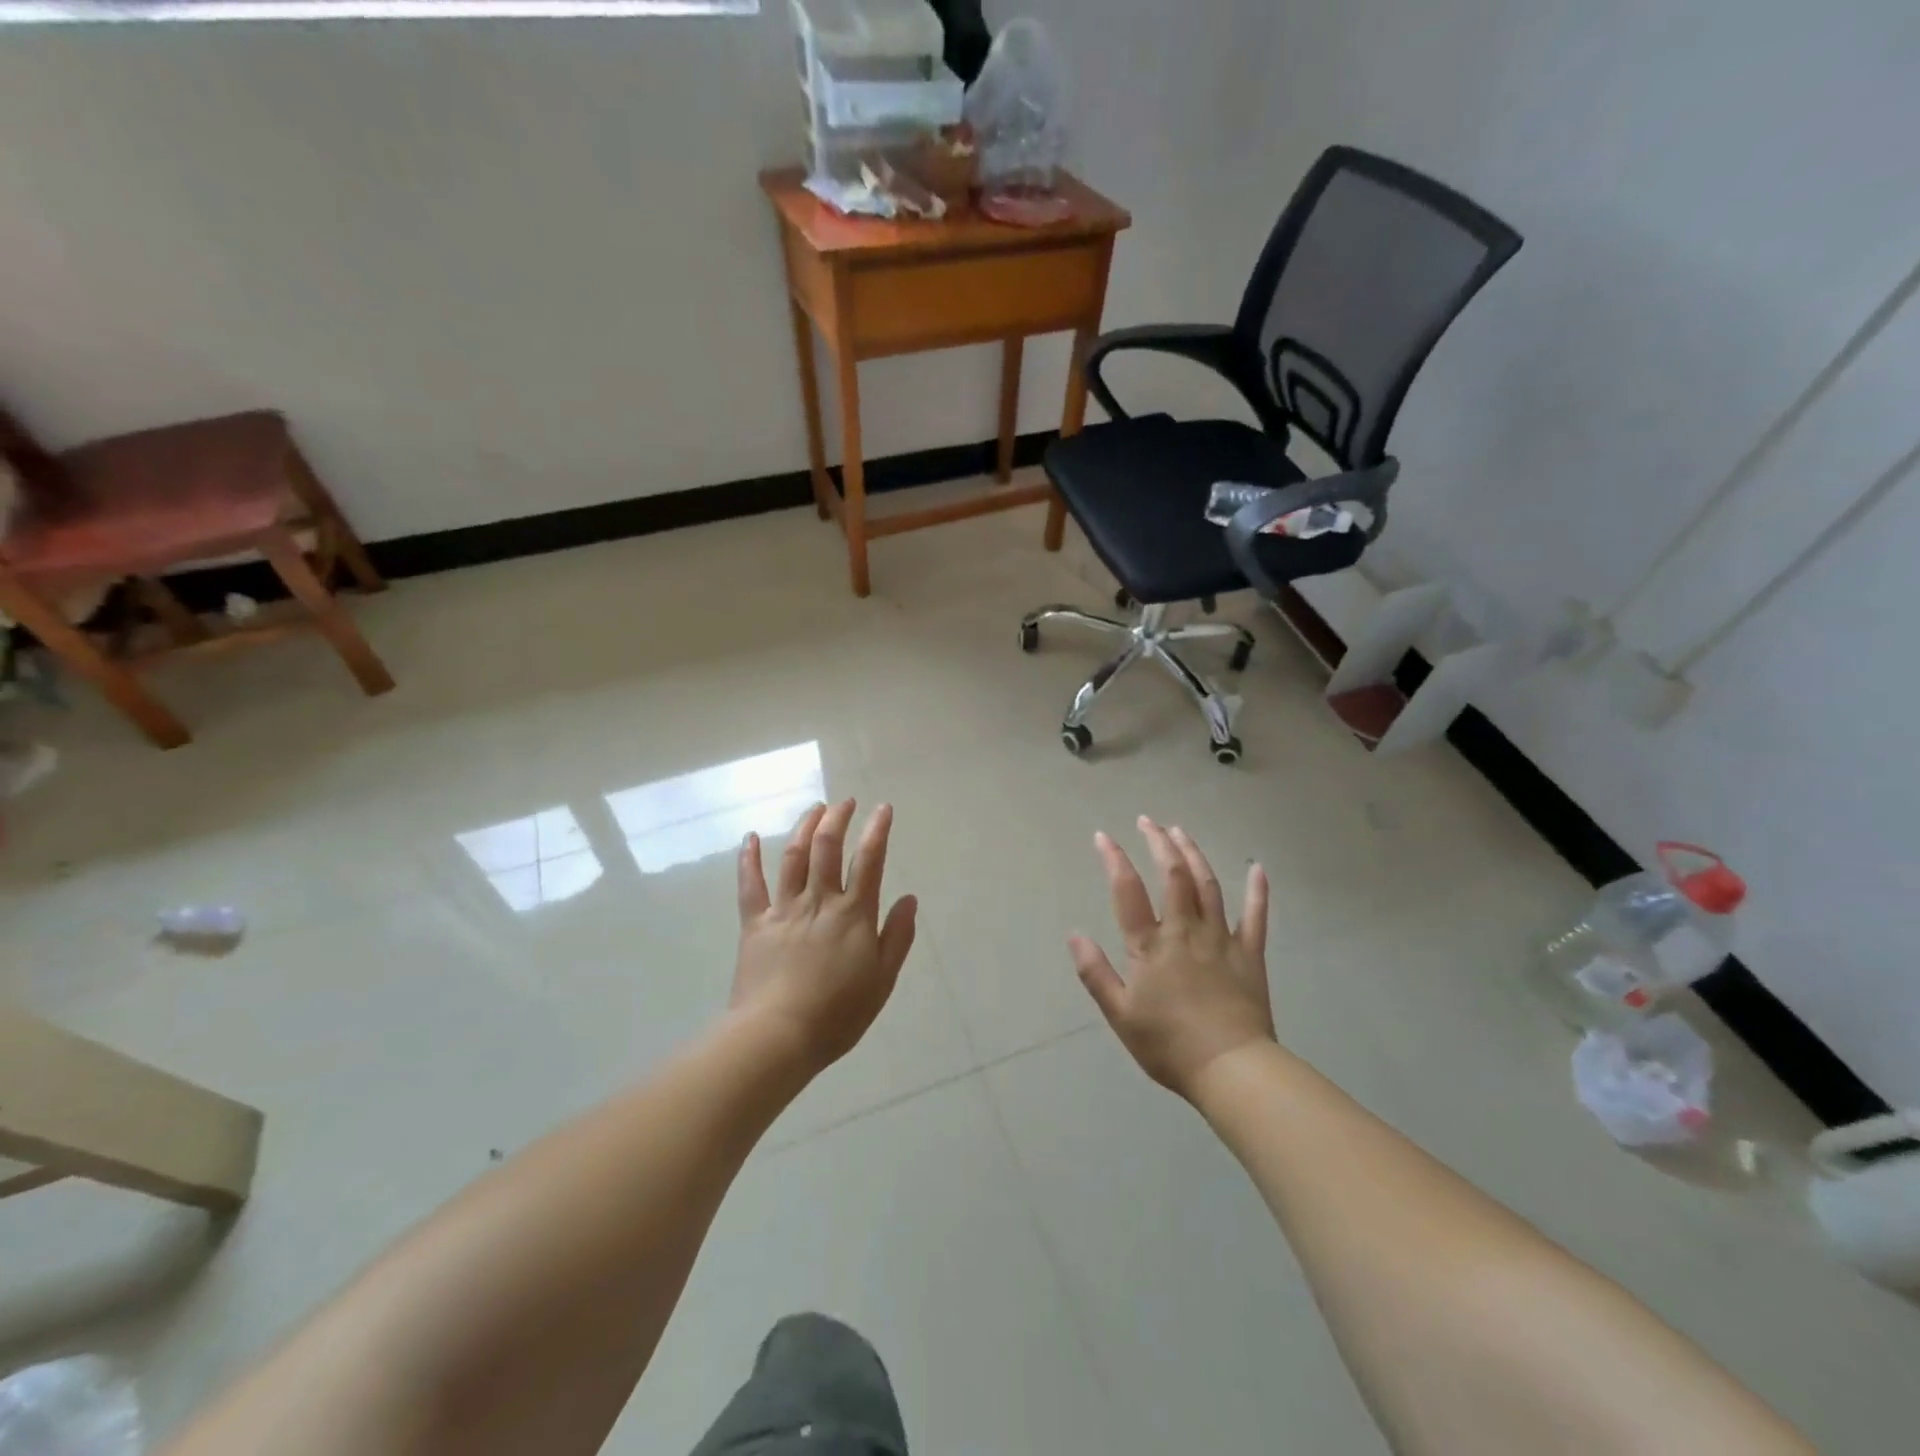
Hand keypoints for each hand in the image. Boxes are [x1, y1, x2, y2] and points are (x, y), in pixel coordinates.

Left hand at [732, 799, 917, 1074]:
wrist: (778, 1036)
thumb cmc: (838, 1014)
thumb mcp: (882, 980)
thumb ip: (897, 936)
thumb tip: (910, 899)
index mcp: (853, 914)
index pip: (870, 860)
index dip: (878, 830)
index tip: (883, 808)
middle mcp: (819, 901)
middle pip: (828, 847)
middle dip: (838, 818)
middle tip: (846, 802)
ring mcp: (784, 909)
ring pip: (794, 857)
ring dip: (805, 827)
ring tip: (815, 809)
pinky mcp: (755, 924)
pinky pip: (750, 885)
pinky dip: (749, 858)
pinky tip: (750, 838)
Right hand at [1070, 817, 1273, 1098]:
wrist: (1231, 1069)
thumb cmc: (1169, 1045)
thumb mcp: (1120, 1014)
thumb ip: (1096, 972)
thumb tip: (1074, 934)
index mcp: (1150, 945)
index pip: (1127, 890)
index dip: (1114, 859)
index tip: (1103, 836)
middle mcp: (1185, 930)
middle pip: (1173, 875)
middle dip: (1159, 843)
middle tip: (1148, 821)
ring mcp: (1221, 939)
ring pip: (1208, 885)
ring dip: (1194, 854)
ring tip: (1181, 832)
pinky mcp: (1250, 954)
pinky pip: (1255, 916)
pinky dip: (1257, 891)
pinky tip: (1257, 869)